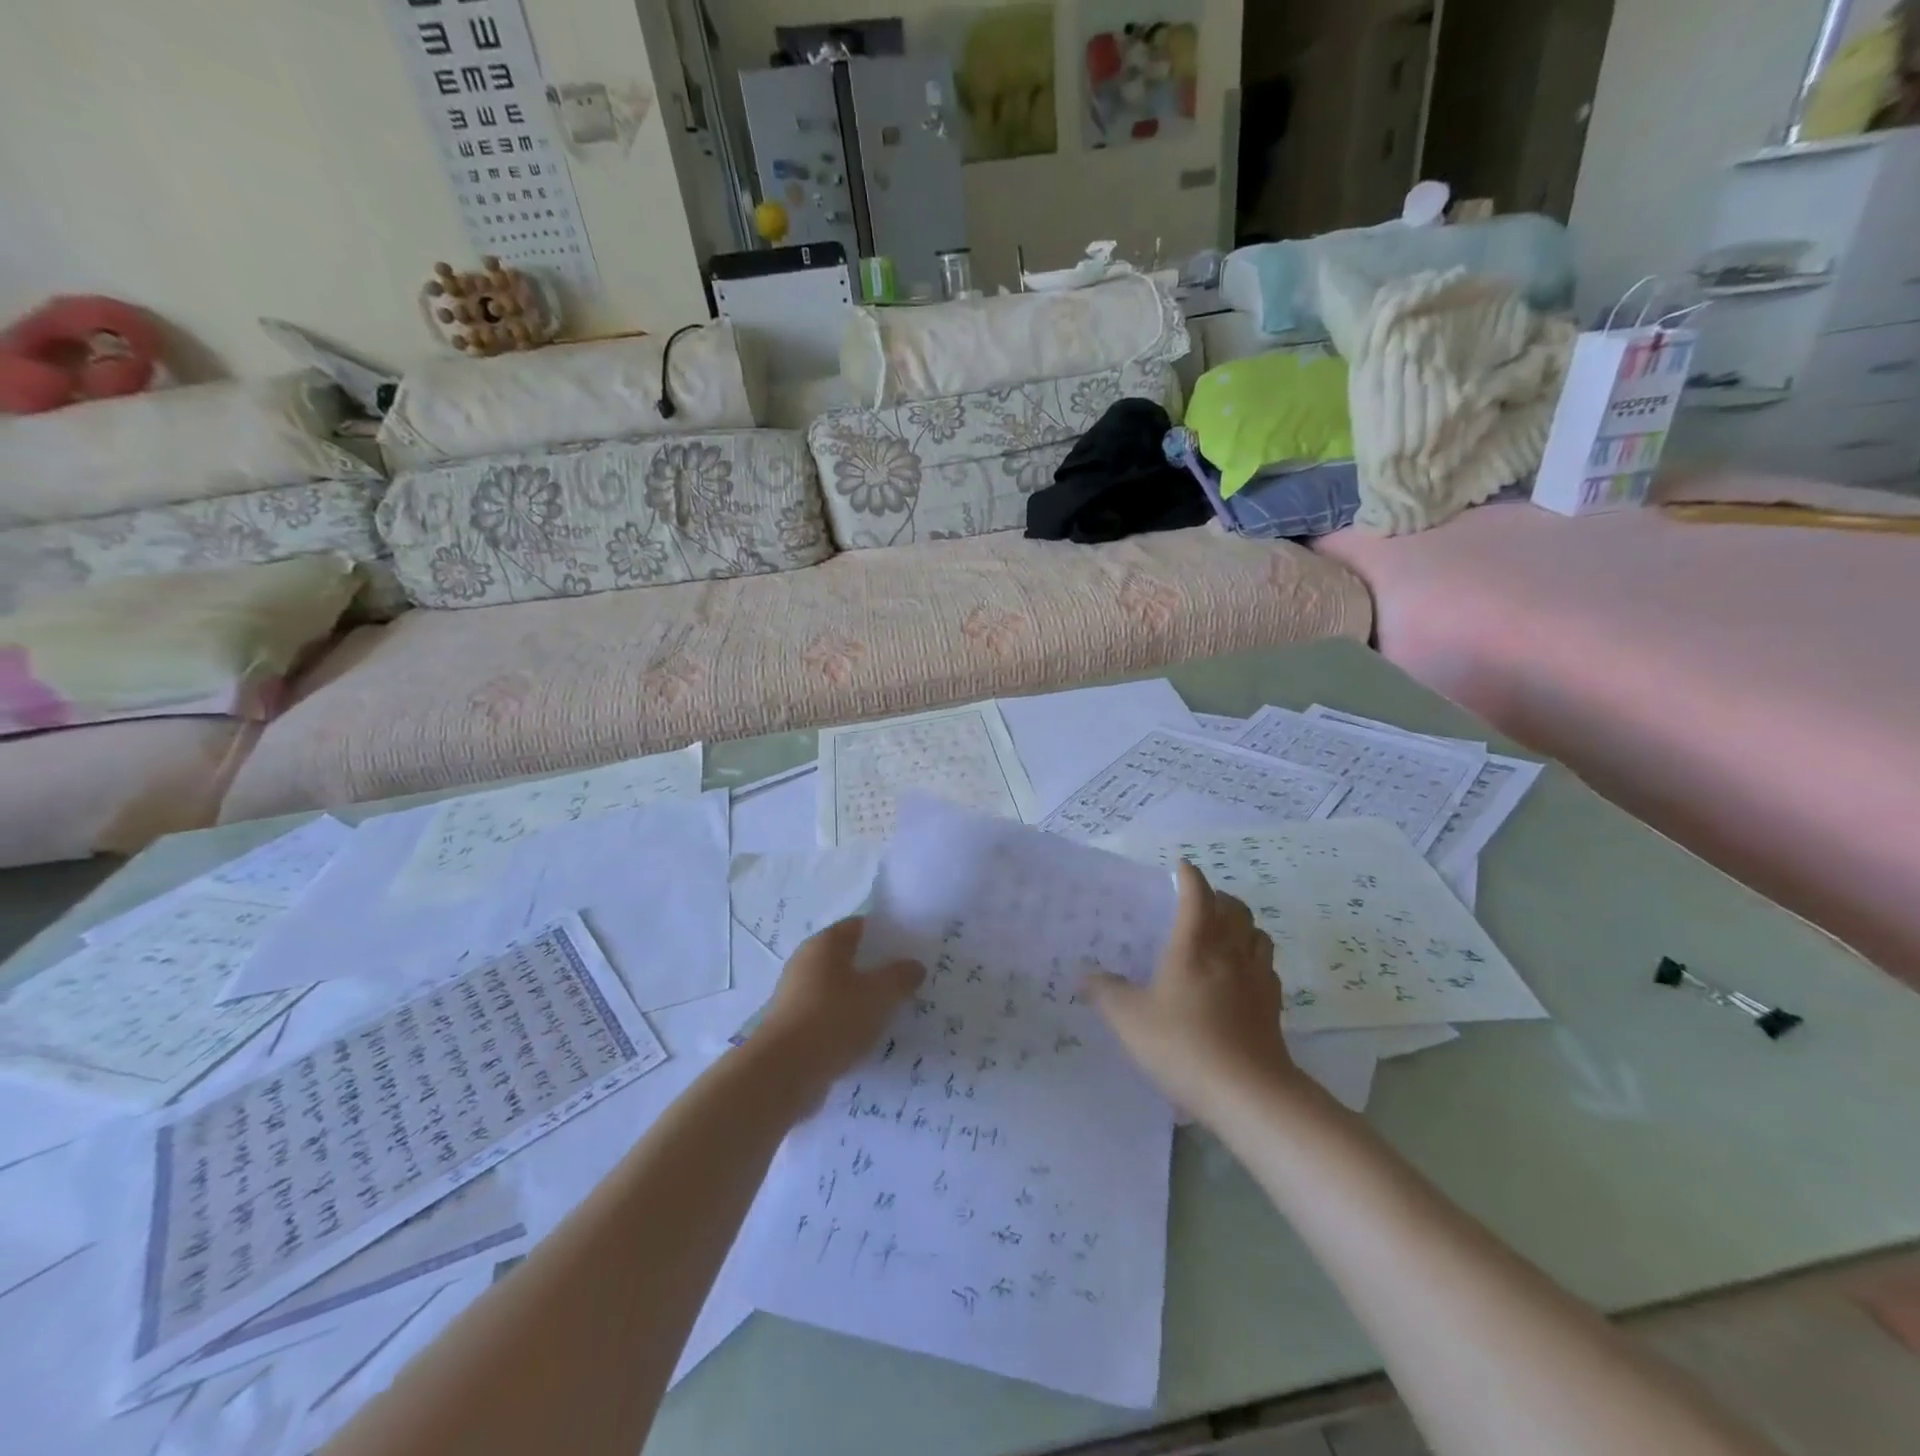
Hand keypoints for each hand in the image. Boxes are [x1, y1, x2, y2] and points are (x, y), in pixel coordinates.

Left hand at [755, 917, 924, 1097]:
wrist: (784, 1073)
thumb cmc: (833, 1019)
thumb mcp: (879, 994)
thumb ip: (901, 976)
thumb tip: (914, 965)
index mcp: (825, 943)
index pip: (860, 926)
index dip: (887, 934)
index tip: (912, 949)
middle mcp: (807, 963)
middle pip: (850, 958)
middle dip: (878, 969)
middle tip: (909, 982)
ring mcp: (798, 996)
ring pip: (841, 990)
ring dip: (864, 999)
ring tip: (895, 1013)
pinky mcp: (795, 1027)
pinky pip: (831, 1017)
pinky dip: (849, 1024)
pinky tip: (870, 1039)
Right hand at [1084, 861, 1296, 1119]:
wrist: (1249, 1094)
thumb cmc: (1183, 1045)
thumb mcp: (1129, 1020)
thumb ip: (1105, 992)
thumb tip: (1085, 974)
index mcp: (1194, 945)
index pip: (1197, 895)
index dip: (1189, 877)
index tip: (1181, 867)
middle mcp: (1230, 952)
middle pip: (1235, 908)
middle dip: (1218, 897)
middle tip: (1199, 902)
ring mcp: (1257, 979)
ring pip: (1258, 934)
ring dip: (1242, 925)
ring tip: (1223, 934)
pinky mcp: (1273, 1007)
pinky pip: (1267, 968)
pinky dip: (1254, 959)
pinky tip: (1241, 976)